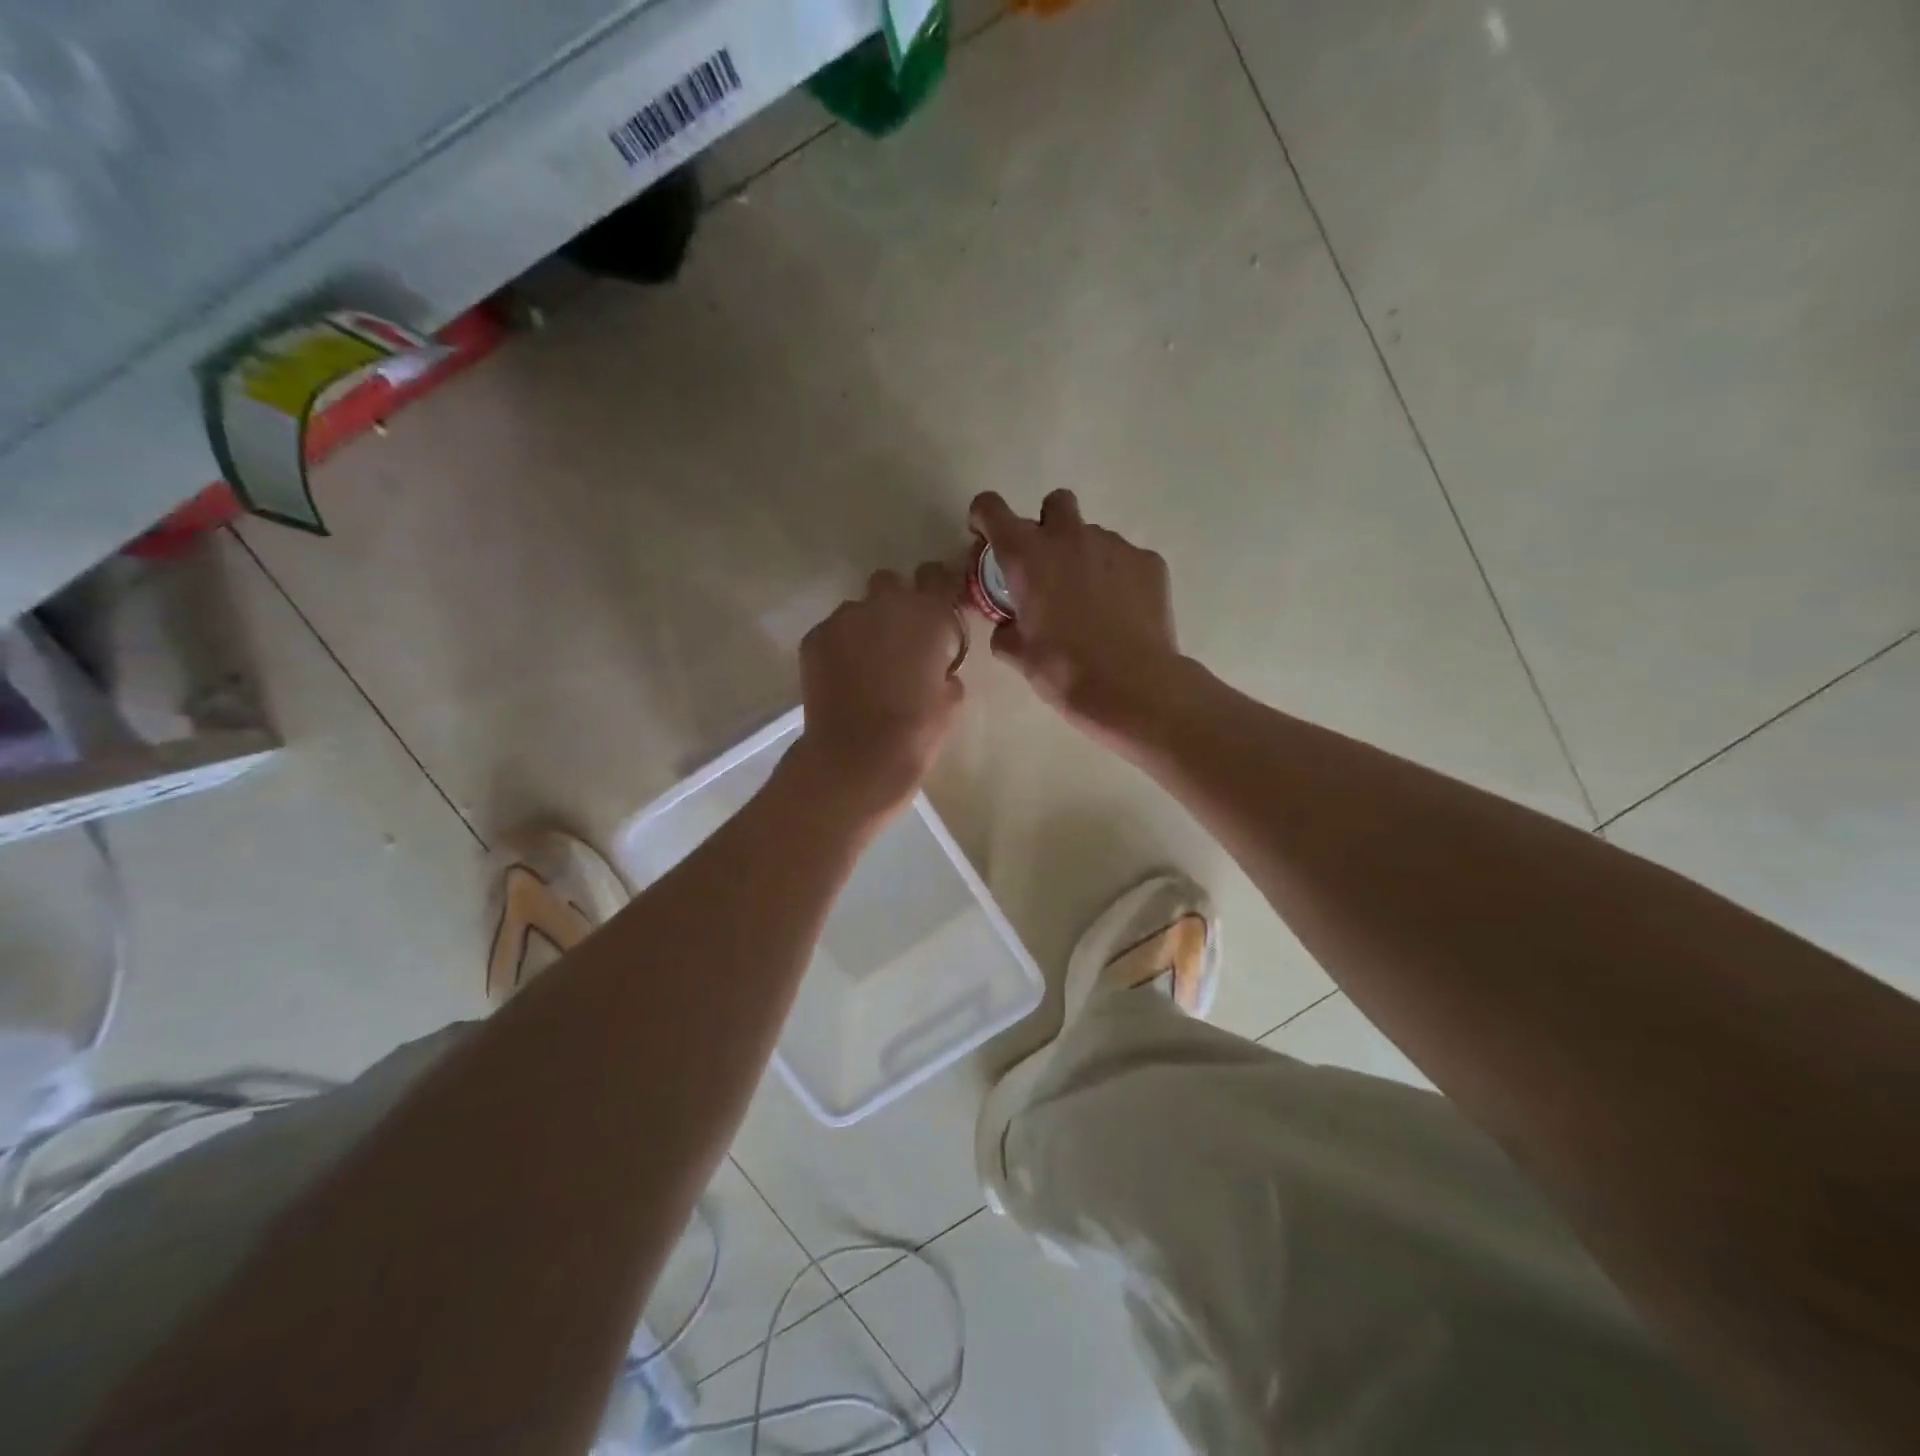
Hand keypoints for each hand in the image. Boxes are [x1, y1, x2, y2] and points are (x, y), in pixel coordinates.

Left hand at [793, 565, 966, 824]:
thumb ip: (945, 668)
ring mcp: (844, 618)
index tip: (937, 605)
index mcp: (928, 614)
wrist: (857, 756)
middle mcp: (884, 604)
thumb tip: (936, 666)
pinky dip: (839, 649)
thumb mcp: (952, 699)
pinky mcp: (814, 638)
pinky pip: (832, 634)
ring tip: (865, 668)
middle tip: (898, 640)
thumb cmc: (917, 730)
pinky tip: (843, 681)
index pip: (936, 575)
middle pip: (890, 583)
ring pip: (857, 611)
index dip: (937, 586)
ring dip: (864, 629)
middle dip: (894, 604)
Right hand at [967, 490, 1184, 743]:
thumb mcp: (1020, 656)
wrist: (1132, 686)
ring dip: (1084, 556)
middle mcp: (1069, 537)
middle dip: (1047, 525)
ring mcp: (1114, 545)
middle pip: (1055, 503)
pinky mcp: (1149, 562)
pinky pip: (1125, 559)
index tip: (986, 540)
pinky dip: (1117, 577)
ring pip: (1092, 535)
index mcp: (1027, 556)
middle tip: (1047, 566)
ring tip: (1090, 602)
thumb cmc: (1064, 671)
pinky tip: (1120, 612)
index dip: (984, 518)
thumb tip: (1007, 626)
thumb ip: (1005, 631)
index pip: (991, 508)